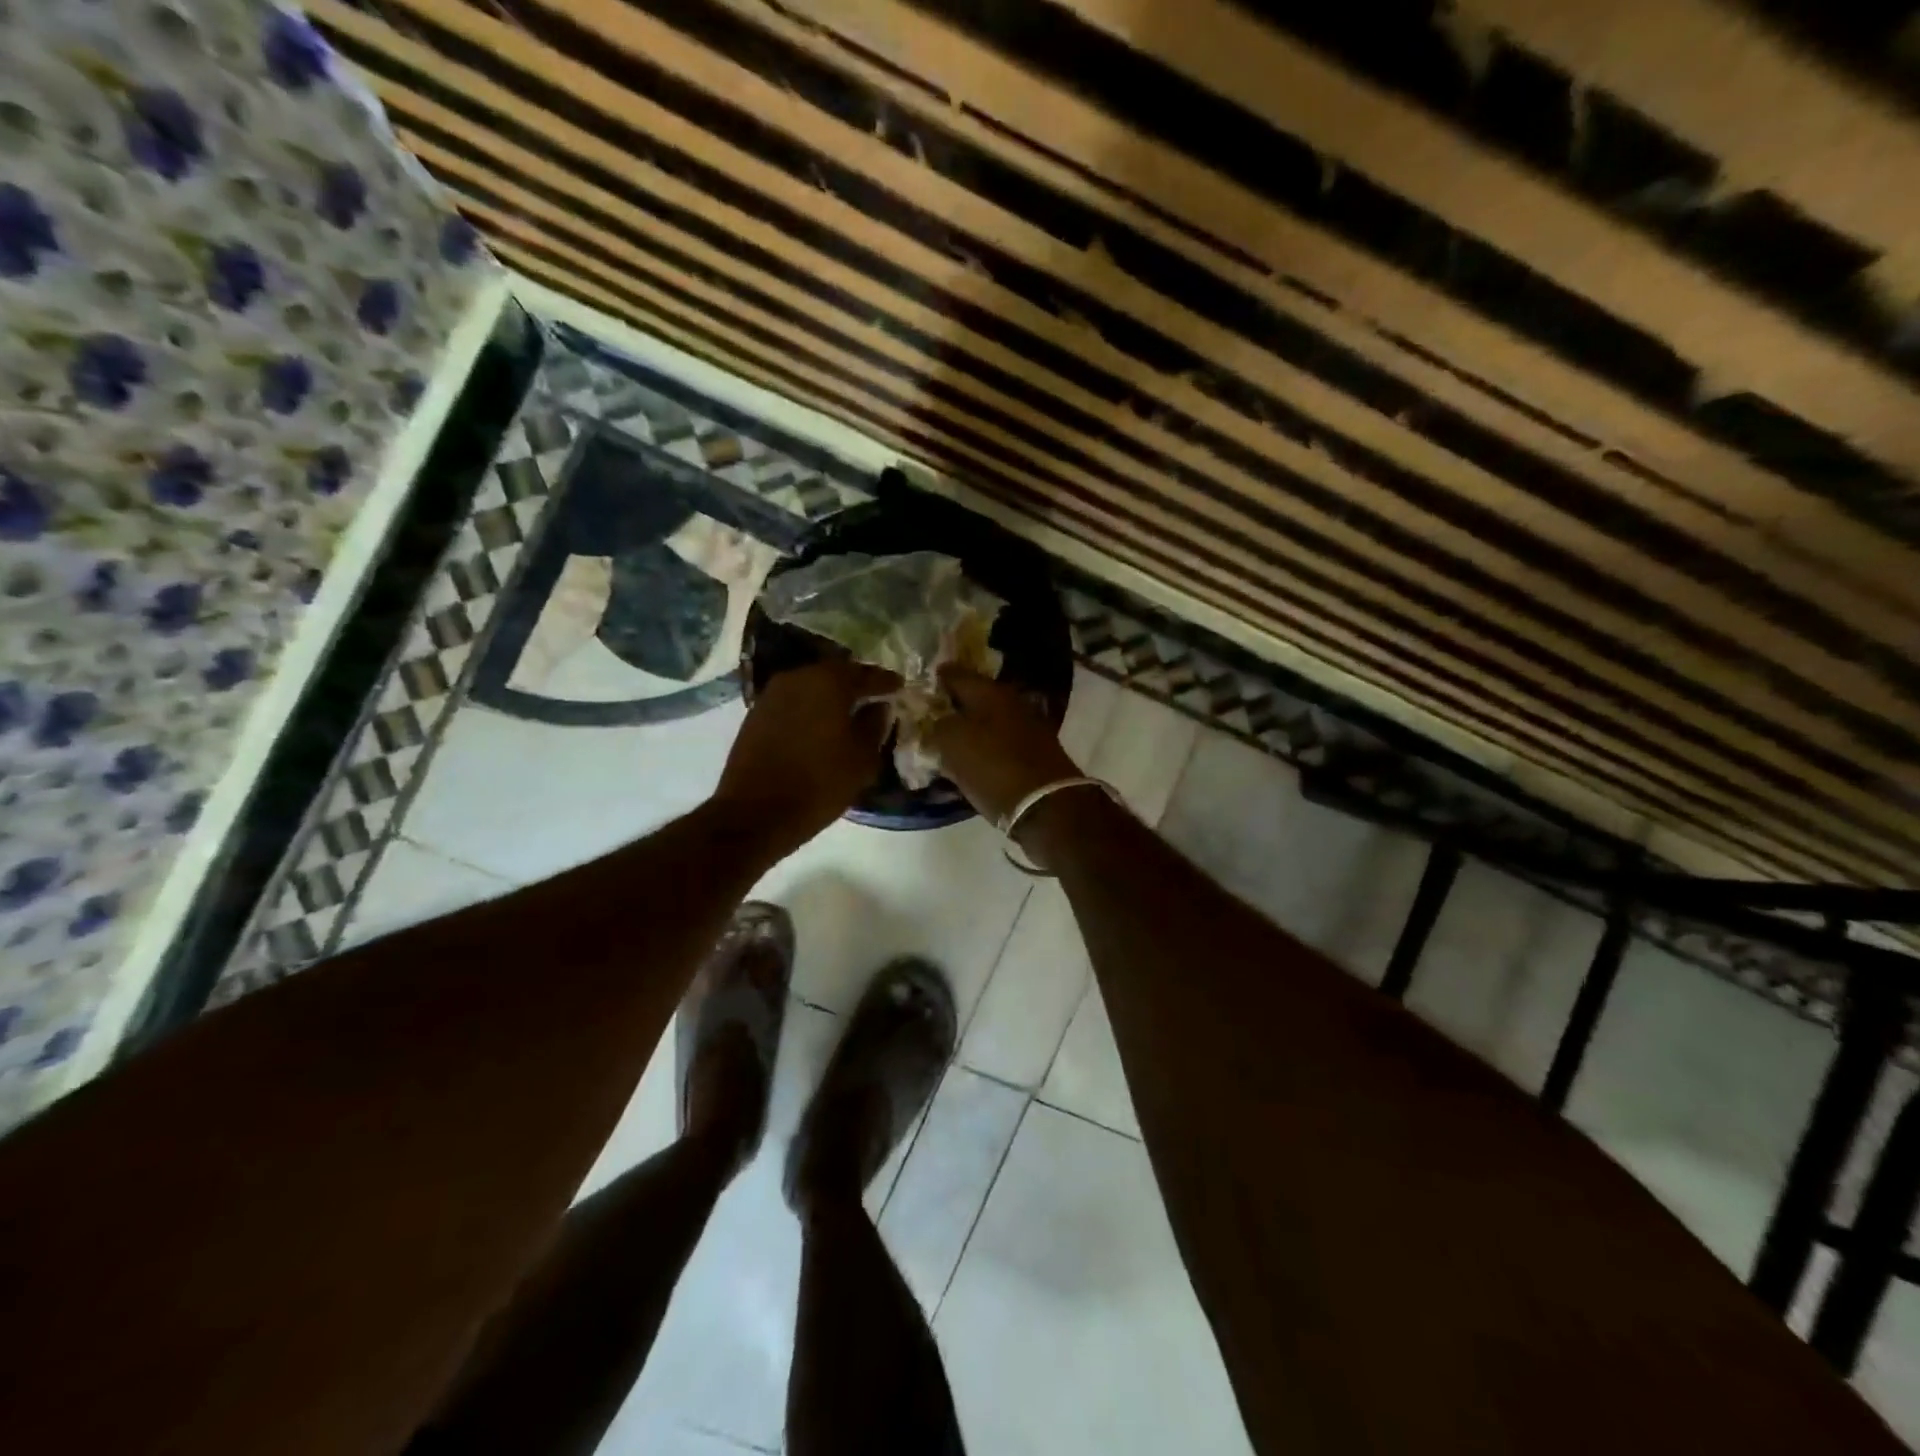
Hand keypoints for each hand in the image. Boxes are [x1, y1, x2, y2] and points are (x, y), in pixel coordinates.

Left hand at [714, 659, 900, 852]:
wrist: (755, 812)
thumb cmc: (819, 784)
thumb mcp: (862, 758)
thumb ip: (874, 725)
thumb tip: (878, 706)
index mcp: (829, 682)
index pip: (866, 674)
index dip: (885, 681)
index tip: (899, 686)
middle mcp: (799, 678)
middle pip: (835, 673)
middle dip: (855, 683)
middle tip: (874, 695)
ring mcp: (773, 694)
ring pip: (811, 685)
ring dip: (830, 695)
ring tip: (848, 710)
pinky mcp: (757, 713)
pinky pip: (794, 701)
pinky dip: (810, 707)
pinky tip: (820, 723)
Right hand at [926, 668, 1080, 824]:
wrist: (1046, 805)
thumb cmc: (994, 768)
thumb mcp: (954, 742)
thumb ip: (938, 725)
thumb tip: (937, 722)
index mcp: (990, 692)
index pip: (955, 674)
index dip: (935, 678)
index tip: (917, 686)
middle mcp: (1011, 704)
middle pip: (973, 698)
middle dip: (952, 705)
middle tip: (927, 716)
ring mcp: (1026, 729)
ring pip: (987, 722)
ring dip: (968, 729)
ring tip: (944, 741)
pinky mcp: (1034, 755)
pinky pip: (998, 745)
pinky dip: (983, 749)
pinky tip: (969, 760)